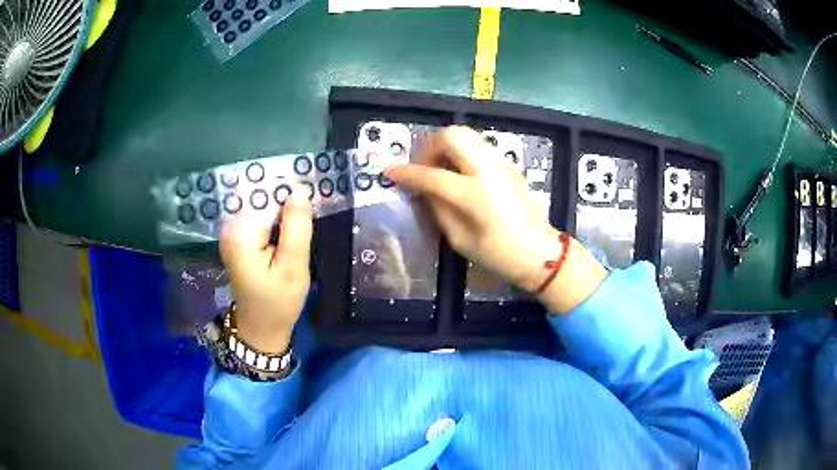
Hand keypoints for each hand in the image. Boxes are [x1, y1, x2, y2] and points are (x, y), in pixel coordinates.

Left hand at [219, 185, 312, 352]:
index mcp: (240, 234)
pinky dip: (276, 213)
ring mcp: (233, 233)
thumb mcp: (293, 267)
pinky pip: (258, 215)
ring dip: (281, 201)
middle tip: (311, 191)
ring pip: (259, 204)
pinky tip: (292, 216)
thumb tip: (299, 189)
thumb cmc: (278, 301)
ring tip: (305, 202)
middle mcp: (231, 228)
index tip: (309, 180)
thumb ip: (296, 227)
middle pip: (258, 195)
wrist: (262, 327)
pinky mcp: (239, 239)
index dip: (284, 184)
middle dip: (283, 191)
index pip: (261, 193)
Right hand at [385, 126, 607, 312]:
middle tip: (423, 168)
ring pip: (466, 134)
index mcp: (475, 195)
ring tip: (440, 169)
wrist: (539, 252)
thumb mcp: (460, 239)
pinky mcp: (508, 164)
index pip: (431, 175)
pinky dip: (461, 151)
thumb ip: (437, 208)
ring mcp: (501, 163)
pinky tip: (459, 172)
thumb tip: (421, 188)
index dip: (407, 173)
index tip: (390, 171)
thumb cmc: (498, 255)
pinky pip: (478, 145)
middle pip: (452, 136)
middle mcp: (488, 171)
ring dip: (445, 146)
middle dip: (429, 147)